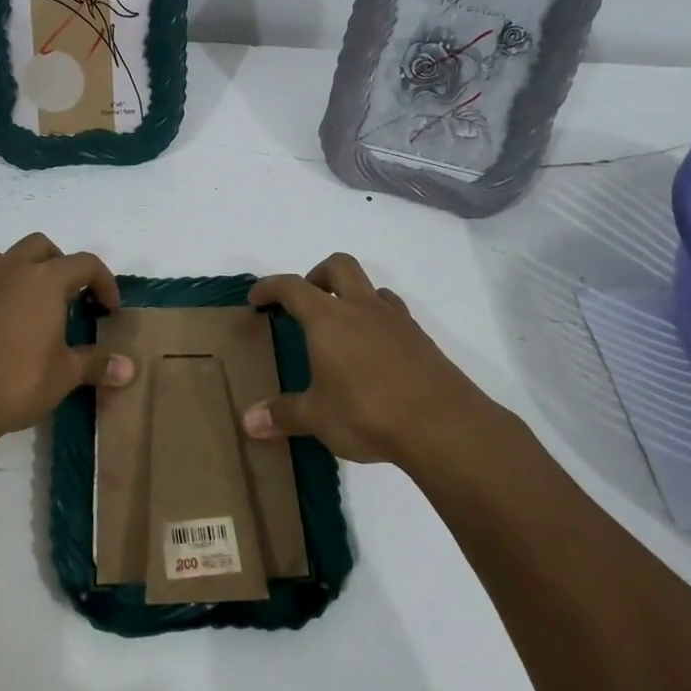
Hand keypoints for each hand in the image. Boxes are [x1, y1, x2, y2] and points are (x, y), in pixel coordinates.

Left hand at [0, 233, 134, 456]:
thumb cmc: (17, 381)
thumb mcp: (65, 374)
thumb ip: (98, 364)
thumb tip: (131, 369)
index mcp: (44, 280)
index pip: (84, 264)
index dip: (104, 282)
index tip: (109, 309)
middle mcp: (10, 271)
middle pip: (41, 246)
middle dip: (61, 264)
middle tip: (71, 298)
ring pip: (6, 257)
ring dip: (26, 270)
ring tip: (35, 304)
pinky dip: (0, 291)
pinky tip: (5, 325)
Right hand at [242, 253, 507, 465]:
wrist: (442, 425)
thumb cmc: (367, 413)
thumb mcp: (317, 418)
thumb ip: (282, 415)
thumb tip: (249, 422)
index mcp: (328, 318)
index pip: (292, 287)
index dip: (270, 287)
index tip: (257, 298)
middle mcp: (362, 308)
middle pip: (339, 266)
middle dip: (317, 274)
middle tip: (306, 301)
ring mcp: (397, 321)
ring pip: (372, 288)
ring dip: (353, 296)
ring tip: (343, 329)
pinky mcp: (422, 340)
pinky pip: (394, 315)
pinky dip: (378, 322)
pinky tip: (375, 354)